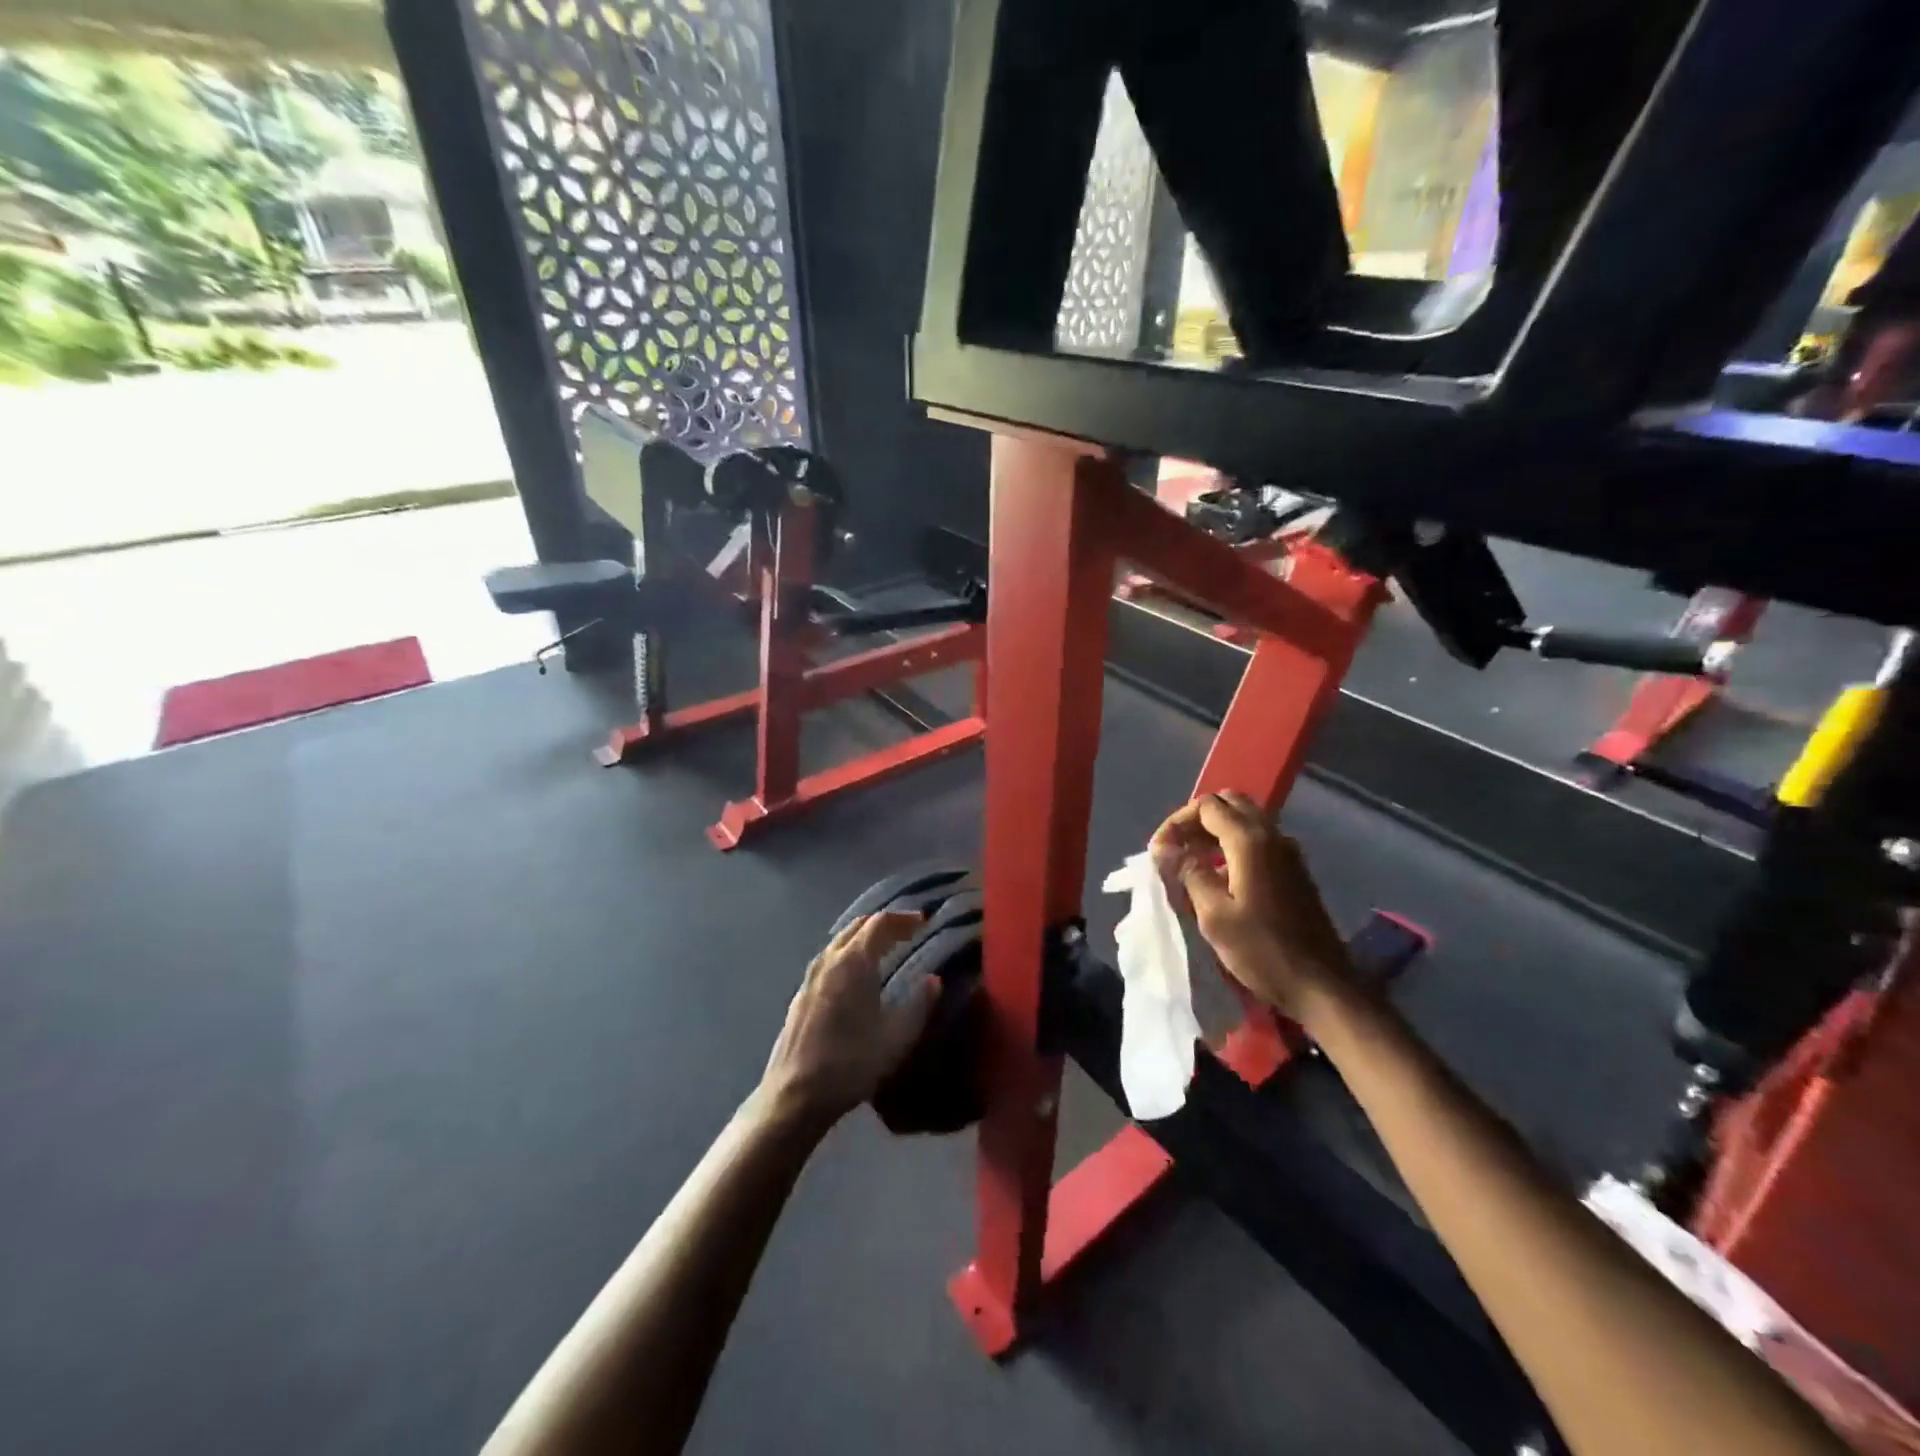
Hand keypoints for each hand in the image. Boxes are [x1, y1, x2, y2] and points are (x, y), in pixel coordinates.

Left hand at [756, 912, 939, 1129]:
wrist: (795, 1095)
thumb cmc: (851, 1063)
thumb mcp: (897, 1037)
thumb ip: (920, 1004)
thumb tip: (934, 980)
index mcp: (855, 961)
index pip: (881, 923)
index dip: (904, 919)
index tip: (924, 922)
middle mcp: (830, 959)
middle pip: (858, 925)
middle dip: (884, 923)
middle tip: (908, 932)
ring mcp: (811, 976)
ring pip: (840, 940)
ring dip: (864, 936)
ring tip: (885, 948)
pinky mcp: (800, 993)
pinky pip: (829, 958)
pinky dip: (849, 953)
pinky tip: (856, 975)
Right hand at [1151, 791, 1356, 1024]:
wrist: (1321, 986)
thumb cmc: (1262, 951)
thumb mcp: (1214, 915)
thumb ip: (1188, 873)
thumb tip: (1165, 848)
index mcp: (1250, 841)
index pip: (1206, 806)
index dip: (1176, 822)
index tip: (1159, 852)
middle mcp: (1272, 836)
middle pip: (1229, 804)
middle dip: (1196, 821)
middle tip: (1176, 850)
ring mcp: (1288, 852)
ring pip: (1245, 820)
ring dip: (1214, 833)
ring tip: (1190, 863)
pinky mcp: (1294, 870)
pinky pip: (1258, 840)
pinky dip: (1233, 845)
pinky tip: (1218, 877)